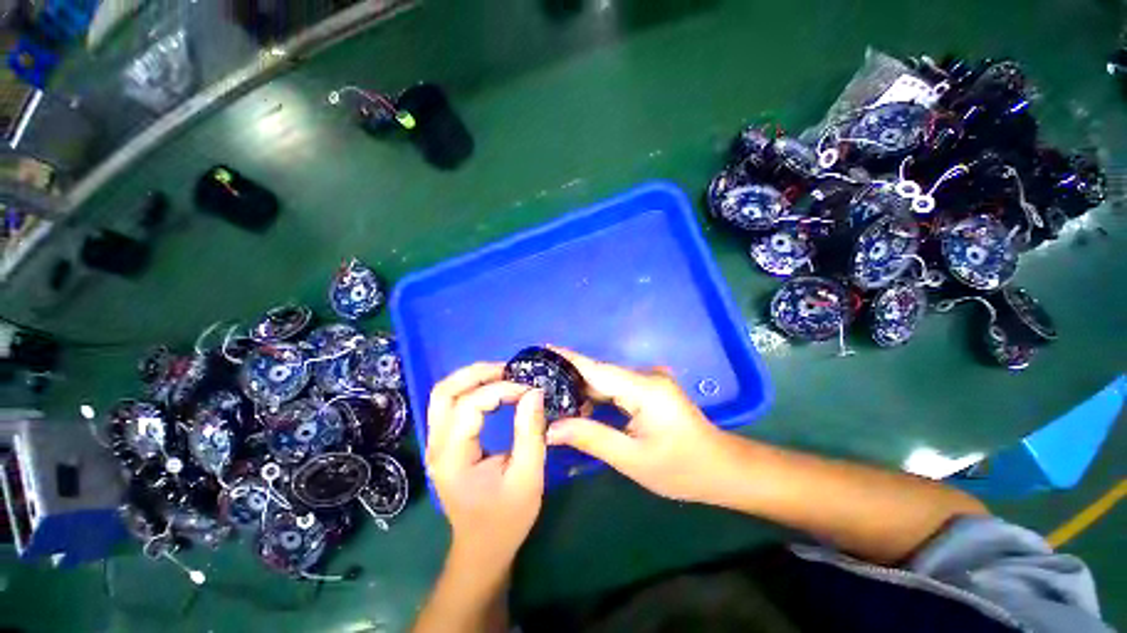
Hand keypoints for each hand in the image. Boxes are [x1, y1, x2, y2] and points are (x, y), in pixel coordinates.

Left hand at [425, 363, 547, 569]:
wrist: (482, 548)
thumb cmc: (506, 518)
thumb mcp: (528, 477)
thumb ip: (530, 432)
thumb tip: (534, 392)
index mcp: (453, 458)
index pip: (470, 406)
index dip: (500, 390)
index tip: (529, 390)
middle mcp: (436, 446)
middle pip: (445, 391)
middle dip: (478, 374)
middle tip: (509, 370)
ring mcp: (435, 443)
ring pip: (443, 394)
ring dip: (471, 378)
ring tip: (502, 375)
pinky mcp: (442, 443)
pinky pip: (449, 403)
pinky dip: (470, 389)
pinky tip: (492, 389)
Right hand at [545, 348, 732, 503]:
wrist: (721, 469)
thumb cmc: (681, 468)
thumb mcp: (632, 458)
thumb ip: (591, 438)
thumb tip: (552, 429)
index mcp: (644, 389)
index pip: (597, 369)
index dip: (568, 358)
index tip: (542, 349)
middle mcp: (646, 377)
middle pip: (600, 374)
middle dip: (569, 377)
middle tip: (538, 382)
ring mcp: (649, 381)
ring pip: (607, 381)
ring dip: (582, 390)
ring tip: (551, 396)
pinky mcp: (650, 389)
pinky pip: (617, 388)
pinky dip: (597, 397)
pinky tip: (580, 407)